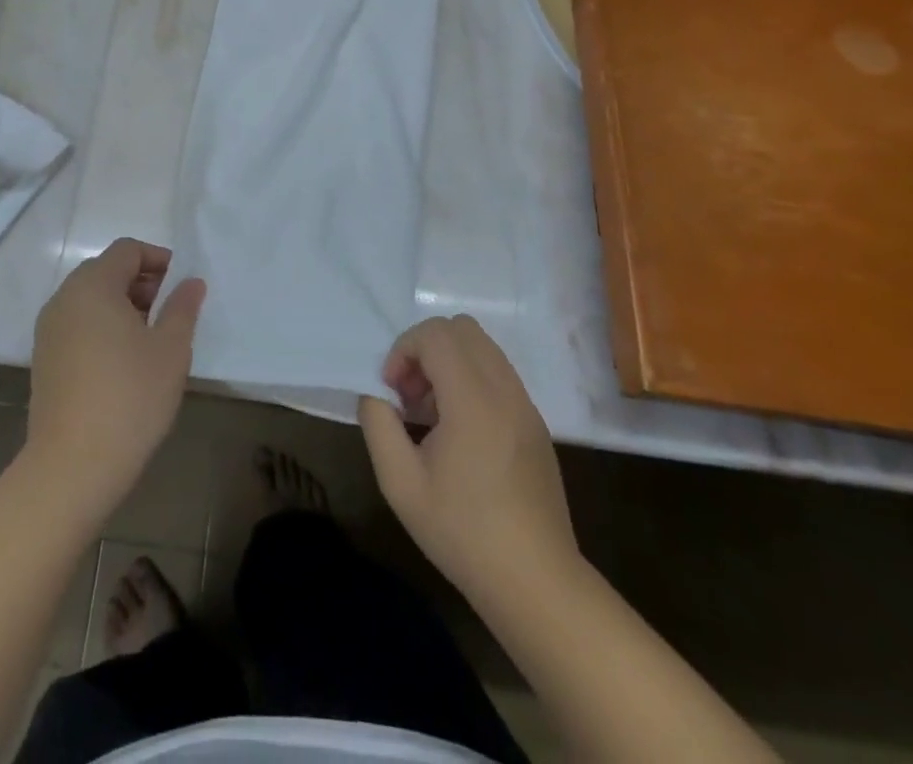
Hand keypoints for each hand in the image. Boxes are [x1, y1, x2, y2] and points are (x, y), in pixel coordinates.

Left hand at [26, 238, 205, 518]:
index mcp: (93, 285)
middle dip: (141, 282)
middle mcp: (64, 298)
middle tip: (169, 311)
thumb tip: (191, 282)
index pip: (127, 250)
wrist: (72, 465)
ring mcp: (49, 329)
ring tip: (150, 338)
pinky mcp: (44, 358)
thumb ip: (182, 307)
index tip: (181, 286)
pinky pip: (77, 324)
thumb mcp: (171, 349)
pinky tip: (122, 362)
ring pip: (90, 299)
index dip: (158, 259)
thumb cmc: (130, 396)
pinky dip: (101, 326)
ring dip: (121, 305)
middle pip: (106, 270)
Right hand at [359, 315, 577, 597]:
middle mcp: (505, 391)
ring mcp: (526, 405)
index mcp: (474, 400)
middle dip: (425, 349)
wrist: (536, 583)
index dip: (403, 349)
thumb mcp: (400, 484)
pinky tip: (458, 430)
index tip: (391, 391)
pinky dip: (470, 380)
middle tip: (410, 394)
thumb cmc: (463, 533)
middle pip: (461, 328)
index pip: (436, 334)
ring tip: (431, 413)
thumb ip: (378, 425)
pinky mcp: (535, 423)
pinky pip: (498, 373)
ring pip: (482, 347)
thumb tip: (376, 396)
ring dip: (448, 363)